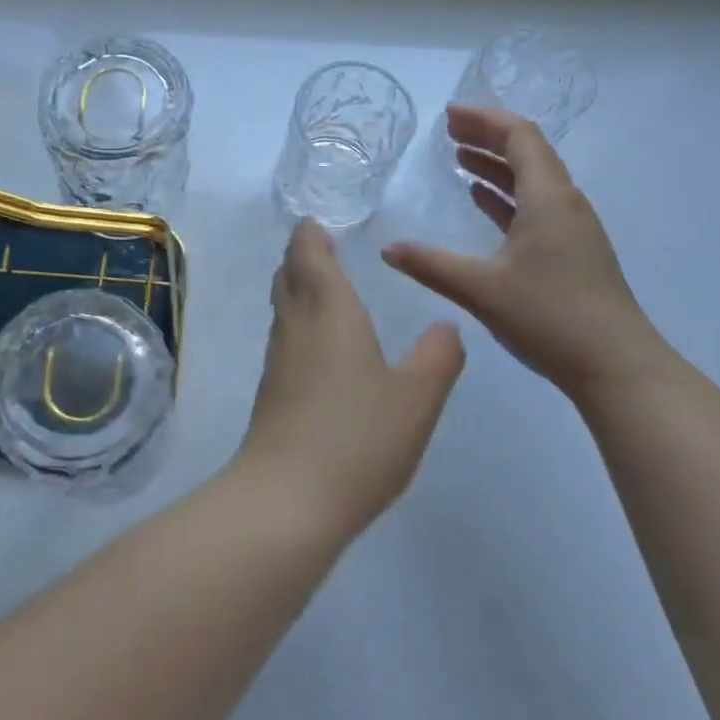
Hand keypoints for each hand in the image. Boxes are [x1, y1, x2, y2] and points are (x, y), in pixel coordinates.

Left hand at [235, 220, 465, 540]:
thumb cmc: (358, 436)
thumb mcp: (416, 397)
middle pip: (288, 273)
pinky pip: (286, 336)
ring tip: (326, 286)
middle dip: (303, 255)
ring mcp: (279, 357)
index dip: (311, 233)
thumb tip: (446, 326)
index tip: (322, 222)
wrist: (289, 496)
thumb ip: (437, 357)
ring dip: (299, 287)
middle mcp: (296, 324)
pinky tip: (322, 343)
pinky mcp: (272, 388)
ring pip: (283, 304)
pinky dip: (300, 321)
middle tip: (325, 247)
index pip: (307, 252)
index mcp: (328, 309)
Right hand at [381, 105, 670, 402]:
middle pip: (528, 152)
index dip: (484, 119)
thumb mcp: (481, 289)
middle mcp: (565, 203)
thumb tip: (387, 248)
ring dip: (496, 164)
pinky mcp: (572, 251)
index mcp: (548, 199)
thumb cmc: (550, 317)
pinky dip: (506, 194)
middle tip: (448, 130)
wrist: (617, 367)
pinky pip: (535, 205)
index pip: (519, 136)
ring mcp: (572, 228)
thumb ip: (430, 265)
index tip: (448, 114)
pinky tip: (482, 200)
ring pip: (532, 179)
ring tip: (459, 157)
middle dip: (487, 135)